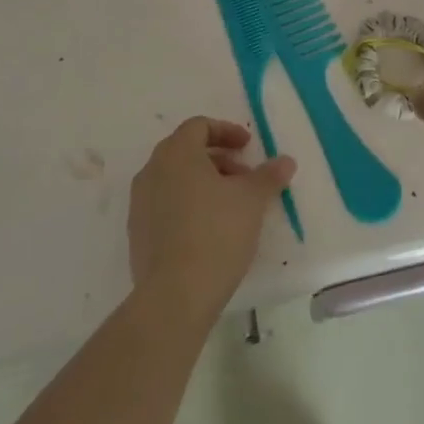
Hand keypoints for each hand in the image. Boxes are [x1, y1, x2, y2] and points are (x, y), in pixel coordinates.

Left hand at [128, 117, 296, 325]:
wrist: (174, 297)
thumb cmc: (216, 233)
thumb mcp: (252, 200)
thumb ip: (269, 176)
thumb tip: (286, 161)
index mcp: (176, 153)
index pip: (199, 126)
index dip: (226, 132)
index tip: (248, 147)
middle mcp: (152, 171)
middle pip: (186, 151)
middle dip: (217, 159)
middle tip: (243, 177)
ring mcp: (140, 204)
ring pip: (175, 179)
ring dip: (203, 183)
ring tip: (230, 206)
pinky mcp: (137, 234)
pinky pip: (165, 206)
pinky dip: (187, 205)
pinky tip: (209, 230)